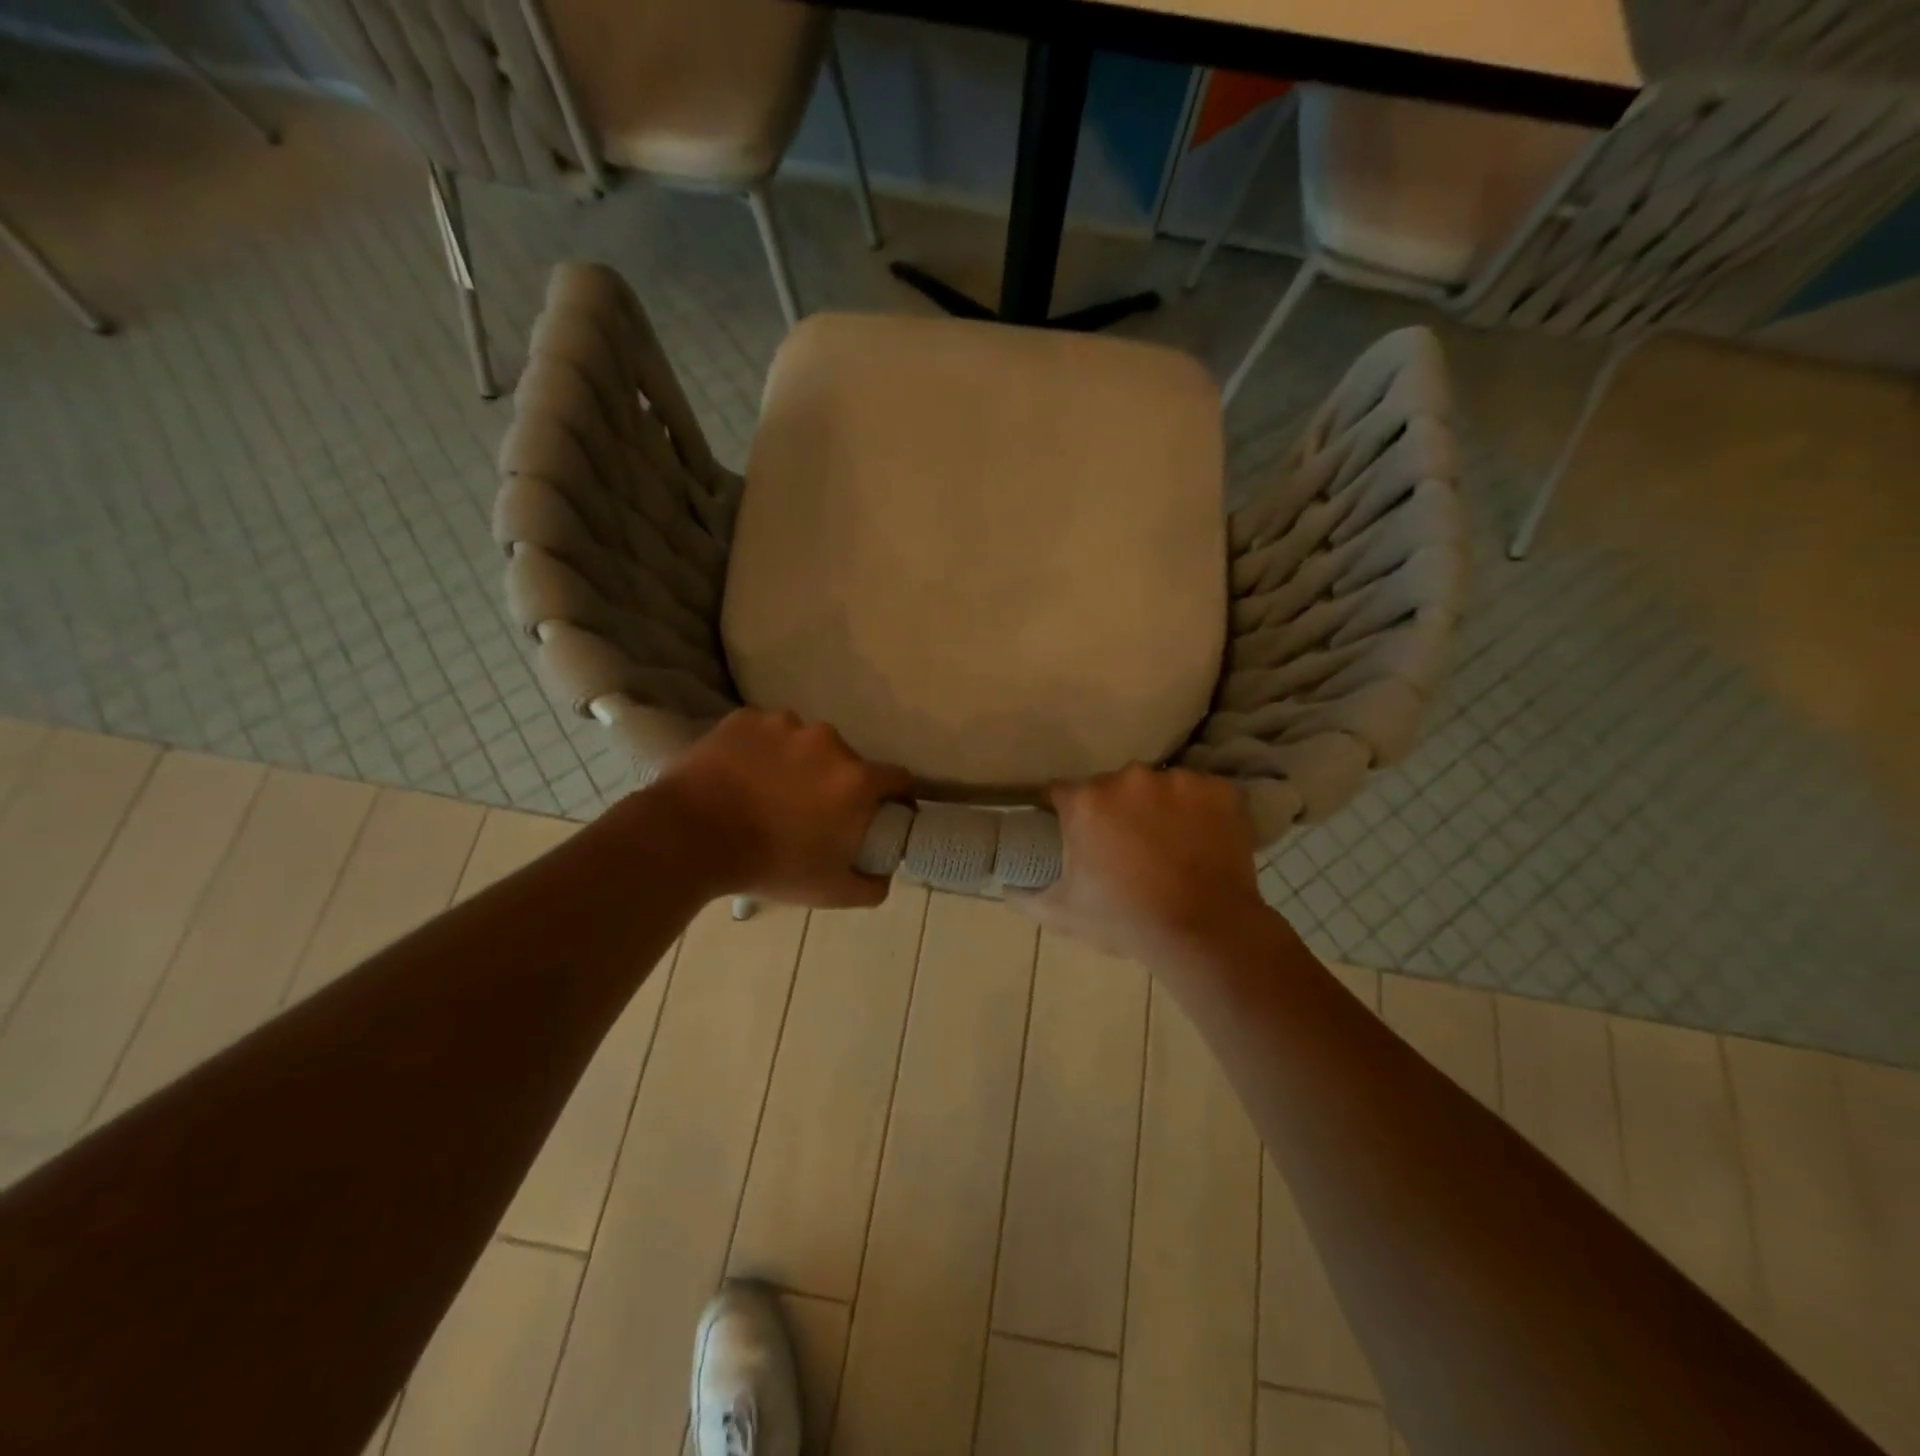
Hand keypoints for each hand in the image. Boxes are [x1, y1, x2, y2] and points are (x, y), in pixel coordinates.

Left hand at [646, 709, 912, 907]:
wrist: (690, 837)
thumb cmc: (769, 865)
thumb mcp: (830, 891)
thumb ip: (872, 885)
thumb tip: (885, 874)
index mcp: (856, 779)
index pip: (898, 779)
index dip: (896, 797)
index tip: (882, 813)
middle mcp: (828, 741)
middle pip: (847, 761)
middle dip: (836, 783)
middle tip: (809, 811)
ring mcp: (784, 724)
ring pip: (804, 743)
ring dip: (797, 763)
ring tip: (767, 792)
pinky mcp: (745, 718)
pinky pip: (764, 733)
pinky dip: (760, 750)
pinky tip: (740, 776)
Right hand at [1015, 764, 1272, 966]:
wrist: (1203, 932)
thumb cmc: (1124, 920)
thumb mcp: (1063, 913)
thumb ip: (1026, 895)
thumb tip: (1004, 886)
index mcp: (1086, 801)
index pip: (1061, 793)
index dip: (1064, 813)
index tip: (1075, 835)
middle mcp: (1128, 778)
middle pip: (1112, 787)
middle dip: (1114, 811)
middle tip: (1127, 848)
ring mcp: (1178, 781)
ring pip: (1158, 787)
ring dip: (1158, 809)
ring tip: (1170, 847)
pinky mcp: (1220, 790)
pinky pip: (1203, 794)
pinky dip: (1201, 812)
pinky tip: (1203, 842)